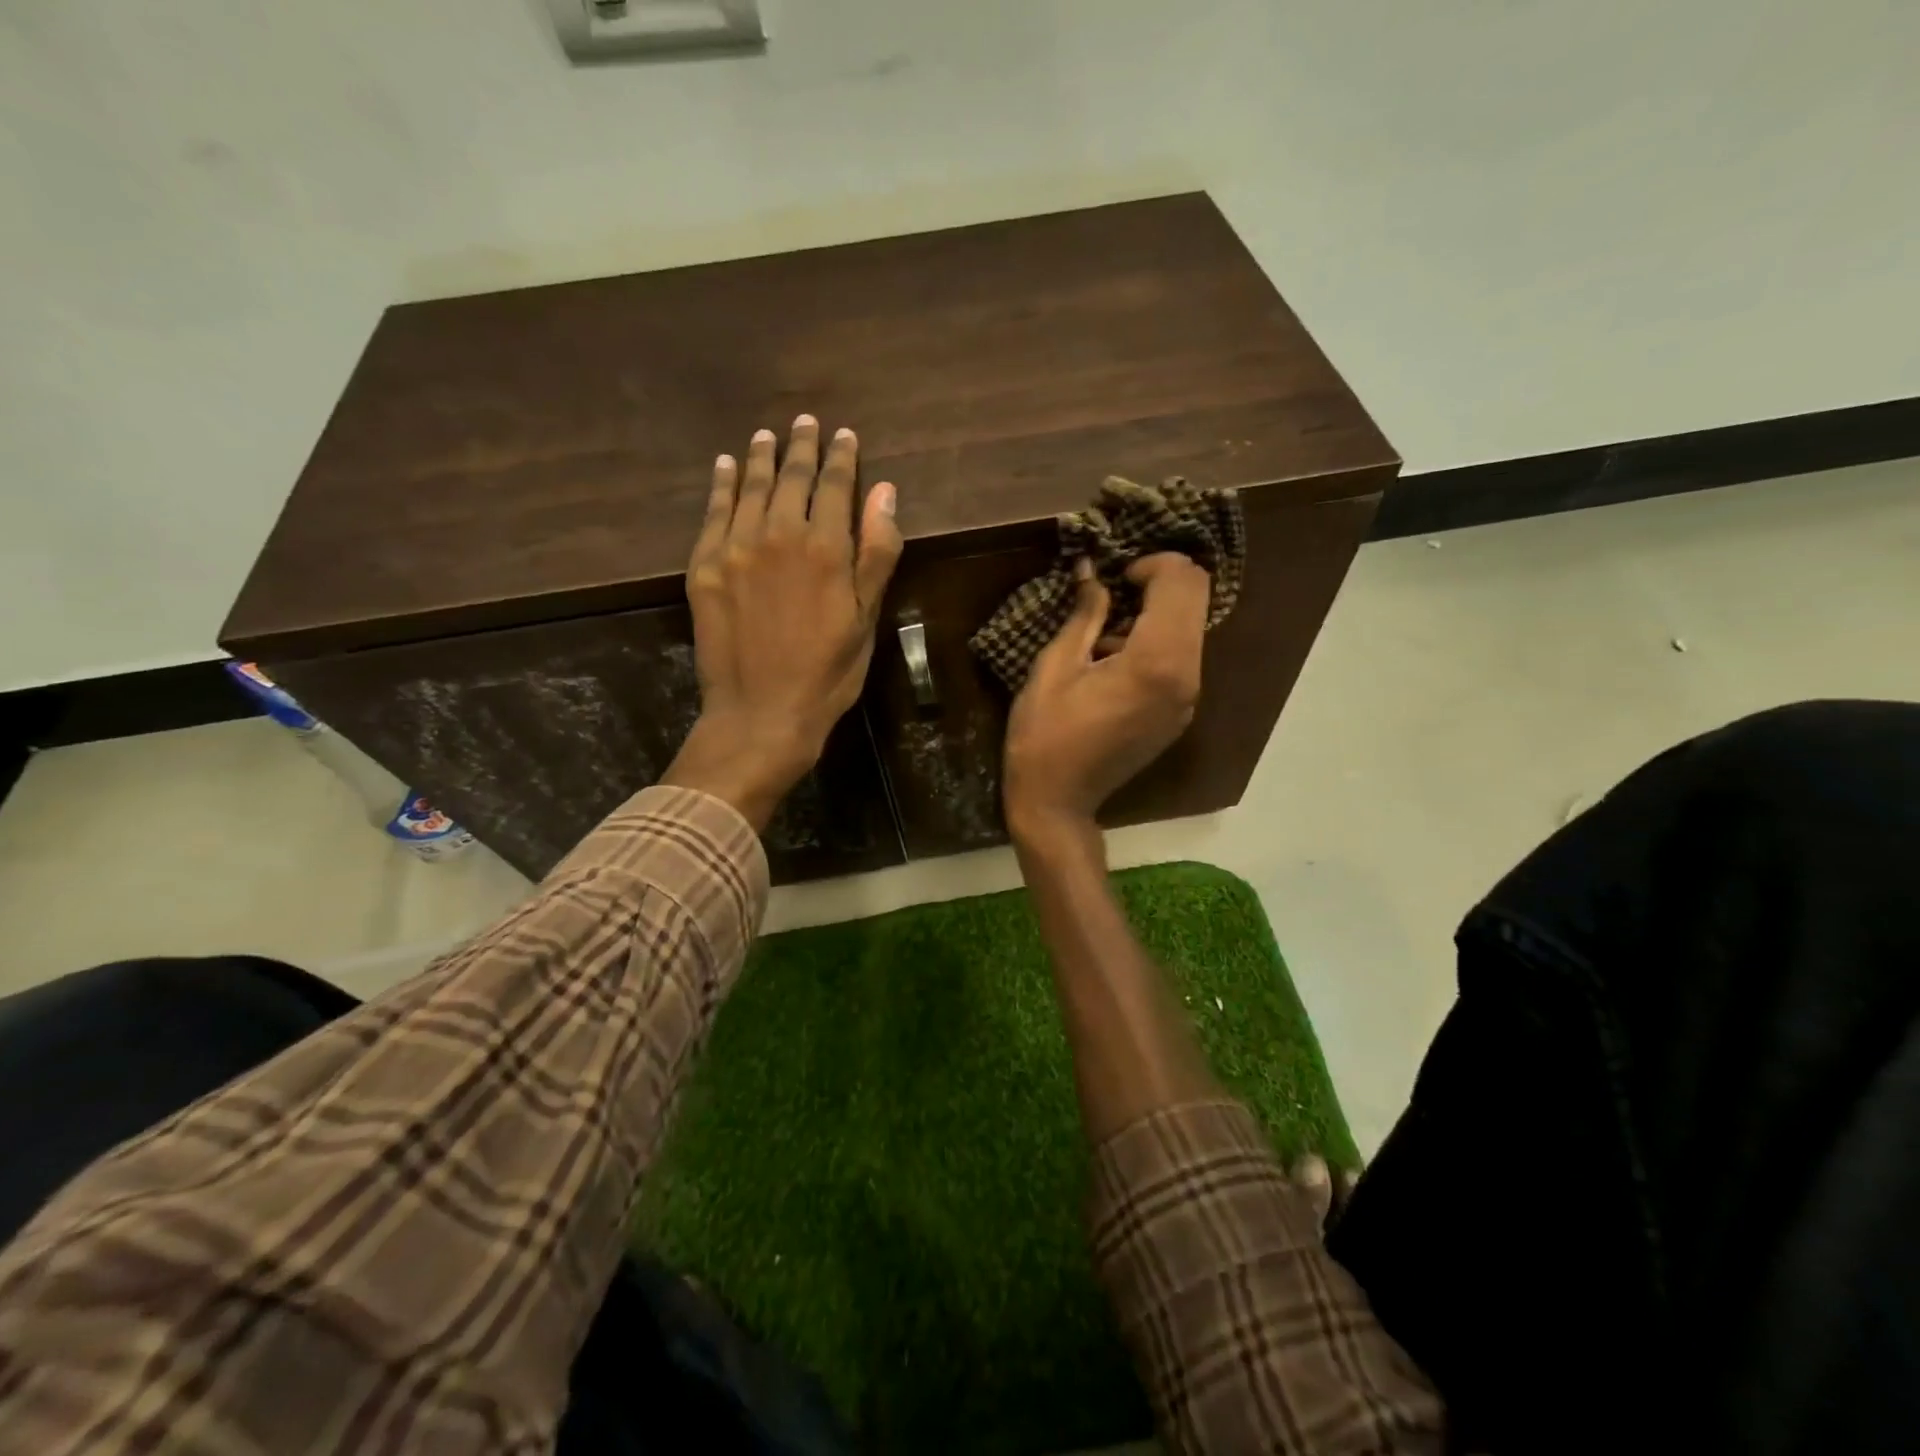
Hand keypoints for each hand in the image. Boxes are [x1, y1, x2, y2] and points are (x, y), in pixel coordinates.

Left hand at [662, 415, 902, 828]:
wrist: (761, 715)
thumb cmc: (827, 674)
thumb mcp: (866, 620)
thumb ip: (876, 553)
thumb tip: (885, 492)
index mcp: (825, 549)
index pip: (835, 486)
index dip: (841, 457)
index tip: (844, 435)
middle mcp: (778, 536)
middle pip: (791, 479)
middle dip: (801, 448)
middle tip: (805, 422)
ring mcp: (735, 550)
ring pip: (750, 488)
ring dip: (761, 458)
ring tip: (767, 435)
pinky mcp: (704, 568)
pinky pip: (713, 514)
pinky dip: (721, 486)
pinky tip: (726, 467)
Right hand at [1002, 552, 1209, 844]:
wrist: (1057, 801)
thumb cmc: (1044, 734)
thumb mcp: (1055, 666)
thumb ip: (1084, 613)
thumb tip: (1093, 571)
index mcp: (1156, 662)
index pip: (1182, 582)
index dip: (1151, 564)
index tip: (1115, 577)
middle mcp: (1186, 678)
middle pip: (1197, 599)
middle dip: (1160, 581)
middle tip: (1116, 590)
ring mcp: (1188, 699)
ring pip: (1192, 628)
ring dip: (1158, 613)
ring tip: (1107, 633)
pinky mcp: (1180, 714)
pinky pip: (1182, 658)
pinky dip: (1158, 641)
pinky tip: (1115, 662)